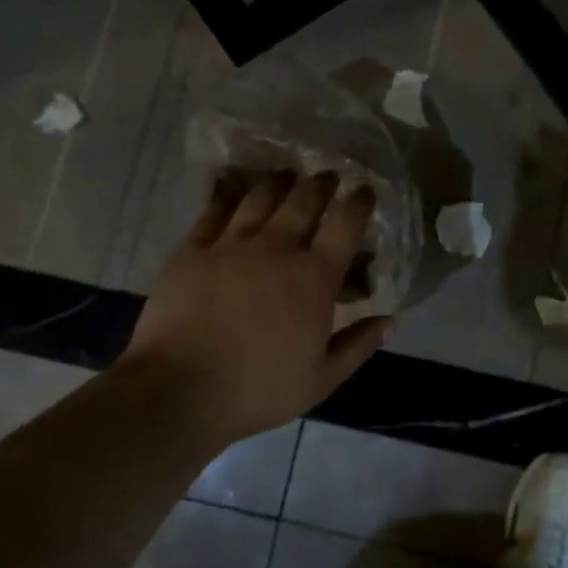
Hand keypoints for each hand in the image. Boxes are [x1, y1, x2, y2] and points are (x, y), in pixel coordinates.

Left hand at [125, 171, 390, 446]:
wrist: (177, 391)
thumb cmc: (257, 390)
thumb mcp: (321, 380)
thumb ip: (358, 345)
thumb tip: (390, 319)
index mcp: (314, 278)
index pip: (346, 225)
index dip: (360, 202)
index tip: (365, 191)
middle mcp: (277, 248)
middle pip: (305, 199)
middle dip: (322, 183)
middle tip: (329, 176)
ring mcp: (232, 244)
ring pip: (262, 196)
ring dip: (280, 182)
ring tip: (288, 176)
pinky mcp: (194, 249)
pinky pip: (215, 210)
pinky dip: (229, 193)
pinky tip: (233, 186)